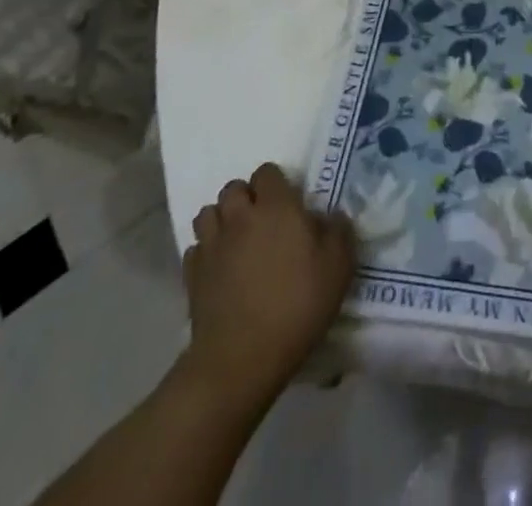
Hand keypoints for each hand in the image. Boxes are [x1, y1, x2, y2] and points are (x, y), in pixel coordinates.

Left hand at [178, 162, 356, 414]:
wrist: (242, 359)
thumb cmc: (297, 305)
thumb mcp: (339, 266)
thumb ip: (338, 230)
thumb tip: (330, 216)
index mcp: (276, 207)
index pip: (267, 172)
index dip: (277, 183)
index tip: (289, 203)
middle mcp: (240, 217)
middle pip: (233, 188)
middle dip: (246, 197)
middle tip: (263, 220)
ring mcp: (212, 245)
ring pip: (208, 213)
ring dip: (222, 220)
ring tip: (238, 240)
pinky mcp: (192, 275)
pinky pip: (196, 248)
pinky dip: (206, 251)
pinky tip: (220, 268)